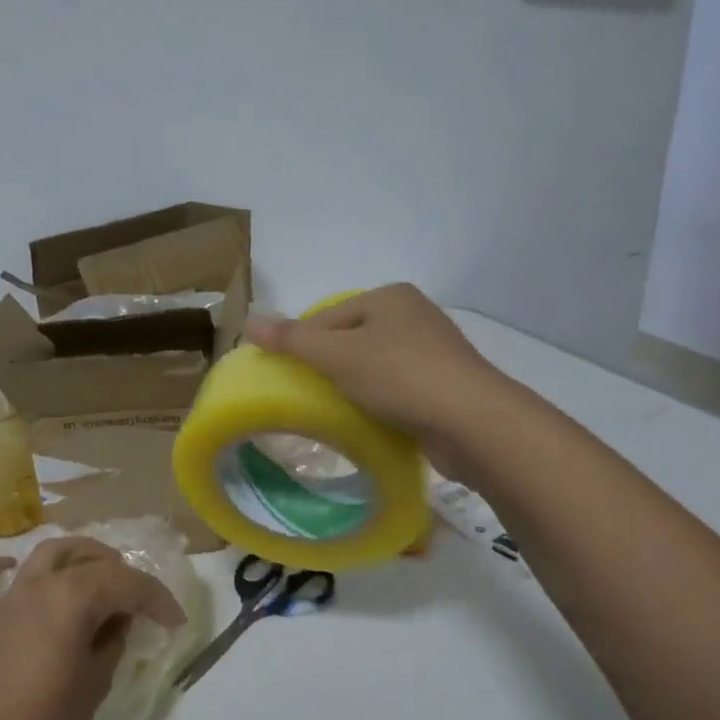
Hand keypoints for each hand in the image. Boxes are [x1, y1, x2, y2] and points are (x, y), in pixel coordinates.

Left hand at [0, 538, 186, 719]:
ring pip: (44, 554)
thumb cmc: (45, 716)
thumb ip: (112, 642)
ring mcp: (7, 597)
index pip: (127, 584)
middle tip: (137, 597)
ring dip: (74, 554)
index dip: (156, 599)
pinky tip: (7, 569)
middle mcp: (41, 583)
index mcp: (75, 596)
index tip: (174, 621)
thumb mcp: (97, 682)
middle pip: (88, 560)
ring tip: (93, 567)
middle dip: (121, 571)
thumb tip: (117, 621)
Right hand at [244, 283, 503, 473]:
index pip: (327, 316)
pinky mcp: (444, 385)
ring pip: (375, 366)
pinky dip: (380, 401)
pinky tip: (371, 420)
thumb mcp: (336, 355)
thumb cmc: (399, 376)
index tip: (287, 376)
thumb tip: (249, 320)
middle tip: (309, 396)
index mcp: (390, 297)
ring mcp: (434, 351)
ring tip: (337, 411)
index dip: (302, 344)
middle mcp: (414, 315)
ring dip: (354, 387)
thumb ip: (292, 339)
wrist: (471, 422)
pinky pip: (398, 388)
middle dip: (329, 367)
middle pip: (351, 340)